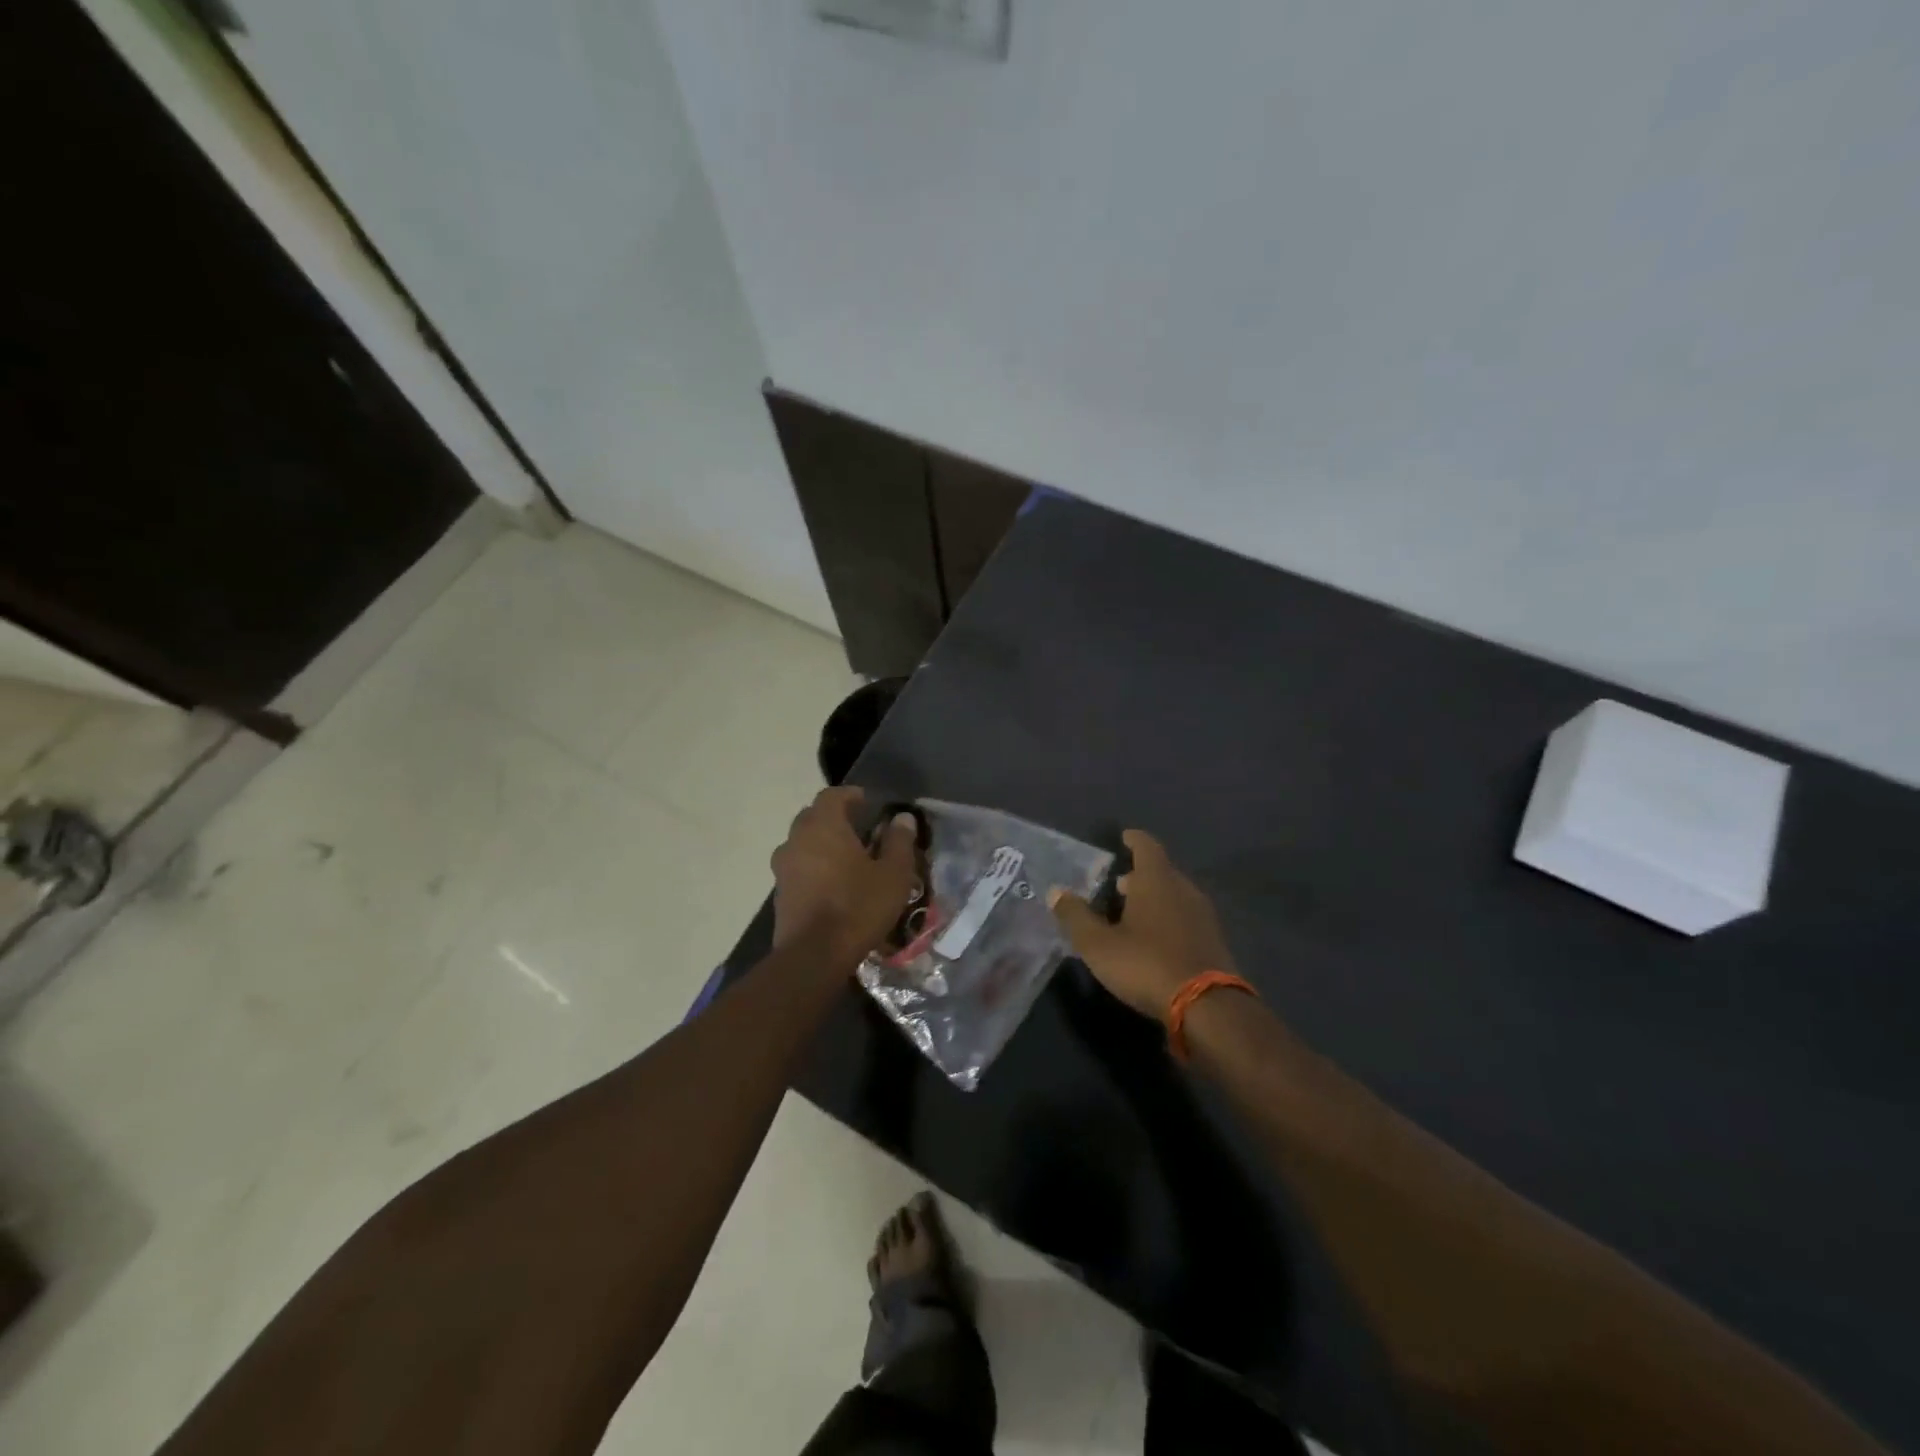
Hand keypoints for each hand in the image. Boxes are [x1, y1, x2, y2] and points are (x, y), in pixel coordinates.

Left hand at [771, 787, 918, 966]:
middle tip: (859, 830)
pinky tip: (832, 885)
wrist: (814, 956)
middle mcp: (797, 839)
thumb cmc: (858, 906)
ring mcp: (783, 867)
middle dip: (835, 819)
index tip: (866, 803)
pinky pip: (798, 868)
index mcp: (824, 825)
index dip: (850, 796)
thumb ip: (899, 841)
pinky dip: (813, 868)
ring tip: (846, 859)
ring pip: (803, 843)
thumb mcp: (893, 874)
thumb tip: (903, 818)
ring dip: (822, 844)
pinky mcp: (779, 893)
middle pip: (813, 817)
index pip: (832, 795)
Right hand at [1049, 829, 1237, 1018]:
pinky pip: (1185, 918)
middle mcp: (1183, 889)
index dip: (1134, 840)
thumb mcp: (1098, 944)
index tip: (1123, 837)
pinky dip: (1168, 919)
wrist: (1207, 1007)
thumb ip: (1075, 916)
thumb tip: (1055, 891)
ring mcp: (1203, 916)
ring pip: (1174, 896)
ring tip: (1131, 913)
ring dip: (1154, 899)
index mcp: (1156, 880)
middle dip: (1139, 875)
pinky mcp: (1213, 941)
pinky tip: (1154, 939)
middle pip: (1161, 872)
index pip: (1147, 846)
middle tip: (1117, 885)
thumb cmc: (1146, 964)